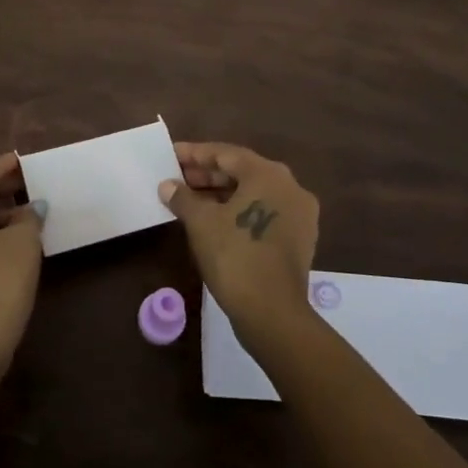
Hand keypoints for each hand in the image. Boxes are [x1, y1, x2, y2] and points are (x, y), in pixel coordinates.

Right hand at [160, 141, 318, 350]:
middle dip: (207, 175)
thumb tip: (168, 185)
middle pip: (242, 172)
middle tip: (177, 178)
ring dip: (221, 194)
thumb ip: (183, 197)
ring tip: (190, 200)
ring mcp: (299, 214)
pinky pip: (264, 213)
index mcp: (268, 174)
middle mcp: (290, 186)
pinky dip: (239, 212)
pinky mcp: (299, 238)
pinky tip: (214, 221)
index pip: (225, 154)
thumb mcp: (201, 222)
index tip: (171, 155)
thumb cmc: (234, 256)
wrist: (272, 313)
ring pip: (253, 194)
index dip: (194, 154)